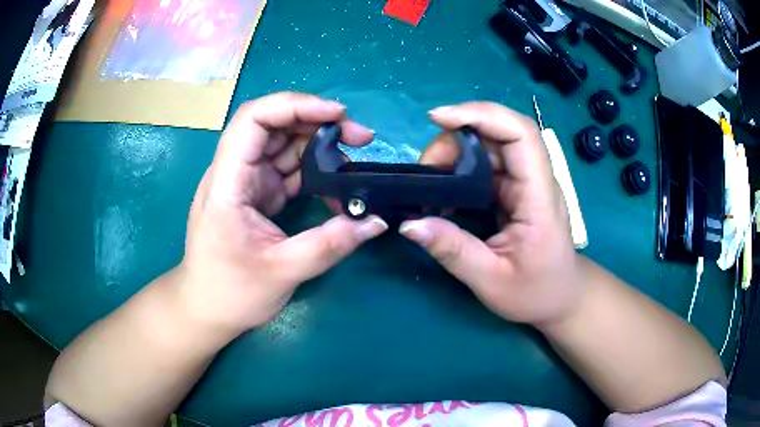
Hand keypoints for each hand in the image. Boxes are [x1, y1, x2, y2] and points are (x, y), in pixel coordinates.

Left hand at [176, 92, 387, 333]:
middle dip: (317, 122)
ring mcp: (245, 182)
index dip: (295, 106)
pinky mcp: (255, 194)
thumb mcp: (283, 272)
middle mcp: (233, 173)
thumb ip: (331, 245)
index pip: (254, 120)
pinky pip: (286, 169)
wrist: (205, 309)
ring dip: (318, 145)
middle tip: (360, 137)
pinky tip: (335, 185)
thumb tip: (377, 222)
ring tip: (353, 161)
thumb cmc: (231, 292)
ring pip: (282, 144)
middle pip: (273, 125)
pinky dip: (313, 171)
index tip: (337, 115)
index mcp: (227, 184)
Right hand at [399, 102, 584, 326]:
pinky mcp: (515, 192)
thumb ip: (453, 251)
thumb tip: (409, 224)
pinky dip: (459, 169)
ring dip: (454, 153)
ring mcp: (525, 184)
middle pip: (499, 134)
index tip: (439, 118)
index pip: (521, 134)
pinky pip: (486, 167)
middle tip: (426, 169)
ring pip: (490, 147)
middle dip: (456, 138)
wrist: (561, 298)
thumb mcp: (492, 281)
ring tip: (429, 181)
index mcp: (540, 198)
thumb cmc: (536, 293)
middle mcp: (535, 181)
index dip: (482, 115)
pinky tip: (442, 191)